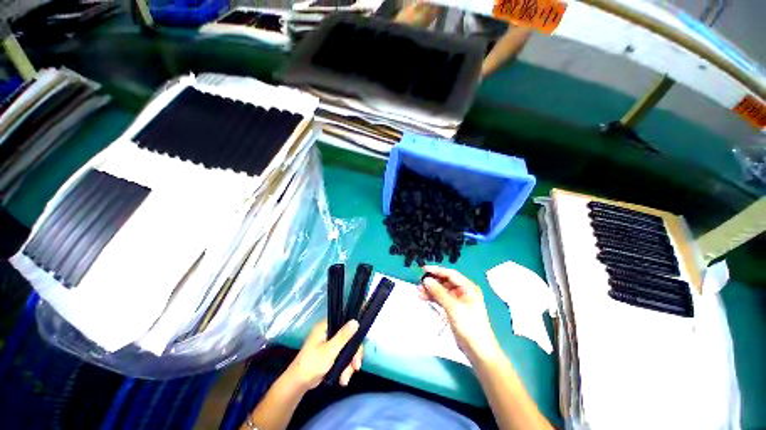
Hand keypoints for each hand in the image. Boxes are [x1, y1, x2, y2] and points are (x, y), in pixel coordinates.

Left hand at [285, 320, 362, 389]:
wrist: (297, 384)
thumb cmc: (312, 364)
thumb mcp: (329, 350)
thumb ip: (343, 336)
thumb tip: (356, 321)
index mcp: (326, 326)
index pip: (346, 325)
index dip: (355, 336)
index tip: (358, 350)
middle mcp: (328, 332)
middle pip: (348, 339)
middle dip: (352, 355)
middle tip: (356, 367)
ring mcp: (328, 343)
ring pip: (346, 349)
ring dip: (348, 365)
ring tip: (345, 379)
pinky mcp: (329, 354)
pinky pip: (342, 356)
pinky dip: (344, 367)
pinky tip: (343, 378)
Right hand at [419, 266, 500, 363]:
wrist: (478, 351)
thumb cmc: (469, 326)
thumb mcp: (453, 307)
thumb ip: (439, 292)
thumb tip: (426, 280)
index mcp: (468, 287)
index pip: (450, 274)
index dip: (437, 270)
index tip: (423, 269)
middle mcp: (463, 291)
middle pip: (445, 282)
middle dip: (432, 282)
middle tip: (419, 283)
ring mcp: (458, 301)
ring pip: (442, 291)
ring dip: (431, 290)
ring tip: (418, 291)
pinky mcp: (453, 309)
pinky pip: (441, 299)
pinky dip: (433, 298)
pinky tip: (423, 297)